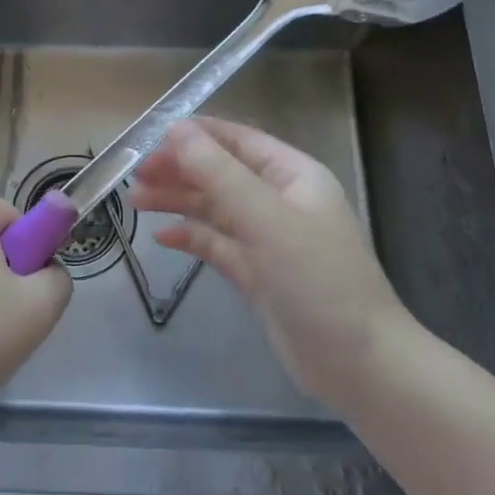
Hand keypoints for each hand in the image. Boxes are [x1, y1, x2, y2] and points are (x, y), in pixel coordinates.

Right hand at [130, 118, 423, 411]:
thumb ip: (219, 173)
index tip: (151, 137)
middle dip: (180, 170)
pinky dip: (191, 238)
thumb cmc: (318, 280)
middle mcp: (280, 201)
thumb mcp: (266, 219)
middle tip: (135, 176)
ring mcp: (269, 239)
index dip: (196, 135)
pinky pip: (217, 245)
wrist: (359, 365)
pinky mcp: (258, 274)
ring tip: (136, 201)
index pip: (238, 140)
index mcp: (293, 176)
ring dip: (178, 201)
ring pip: (215, 209)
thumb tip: (176, 129)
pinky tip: (162, 239)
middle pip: (221, 173)